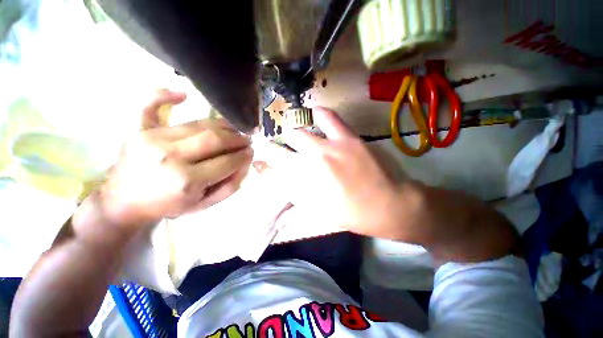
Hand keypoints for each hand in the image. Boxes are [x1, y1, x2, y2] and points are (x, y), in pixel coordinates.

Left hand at [98, 90, 252, 229]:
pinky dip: (165, 95)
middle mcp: (170, 156)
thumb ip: (230, 186)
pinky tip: (183, 94)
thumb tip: (245, 164)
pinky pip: (151, 105)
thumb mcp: (204, 205)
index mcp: (187, 181)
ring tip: (234, 128)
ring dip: (223, 124)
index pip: (227, 161)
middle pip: (215, 139)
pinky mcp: (138, 130)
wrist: (124, 203)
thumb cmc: (168, 206)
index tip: (251, 152)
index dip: (244, 156)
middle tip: (247, 139)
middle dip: (238, 138)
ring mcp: (152, 139)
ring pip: (199, 124)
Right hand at [263, 107, 411, 237]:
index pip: (273, 168)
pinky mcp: (346, 138)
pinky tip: (315, 115)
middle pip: (281, 149)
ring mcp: (328, 149)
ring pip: (298, 133)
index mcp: (303, 186)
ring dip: (294, 134)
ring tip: (298, 135)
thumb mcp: (319, 210)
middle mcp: (309, 165)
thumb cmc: (351, 213)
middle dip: (278, 147)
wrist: (387, 205)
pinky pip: (327, 117)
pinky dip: (317, 114)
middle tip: (284, 148)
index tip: (262, 158)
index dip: (264, 161)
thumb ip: (297, 194)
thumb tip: (282, 179)